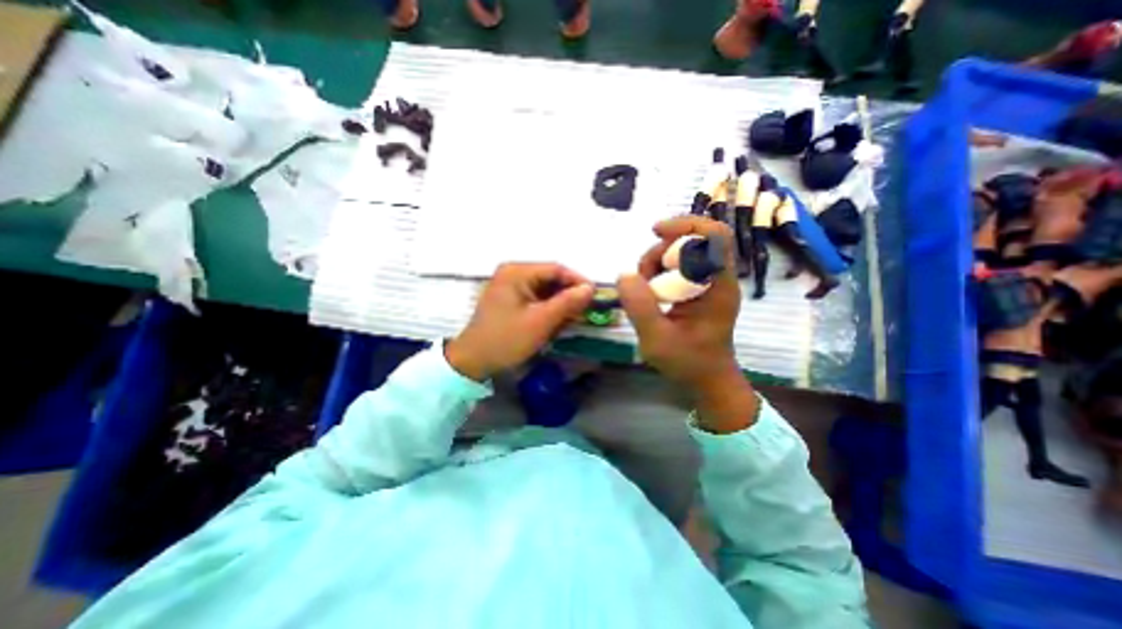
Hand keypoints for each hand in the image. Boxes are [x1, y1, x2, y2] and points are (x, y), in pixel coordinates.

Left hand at [446, 263, 595, 379]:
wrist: (472, 360)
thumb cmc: (506, 339)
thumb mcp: (540, 321)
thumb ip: (567, 302)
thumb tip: (590, 288)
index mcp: (516, 272)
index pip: (555, 269)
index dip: (578, 281)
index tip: (595, 296)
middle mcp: (512, 273)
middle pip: (549, 278)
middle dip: (568, 295)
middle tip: (585, 311)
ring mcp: (509, 286)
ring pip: (544, 290)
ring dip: (559, 303)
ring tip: (572, 319)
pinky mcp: (509, 299)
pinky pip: (535, 298)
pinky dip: (547, 309)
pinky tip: (555, 322)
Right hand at [613, 215, 763, 431]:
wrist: (707, 380)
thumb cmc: (688, 363)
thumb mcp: (657, 339)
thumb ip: (640, 307)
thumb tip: (624, 275)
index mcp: (718, 287)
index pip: (714, 237)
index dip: (686, 225)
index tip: (655, 232)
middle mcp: (718, 278)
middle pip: (693, 240)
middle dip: (661, 251)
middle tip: (642, 276)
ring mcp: (709, 283)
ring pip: (682, 252)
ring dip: (656, 262)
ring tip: (643, 288)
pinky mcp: (700, 289)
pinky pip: (679, 267)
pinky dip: (659, 271)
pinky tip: (650, 290)